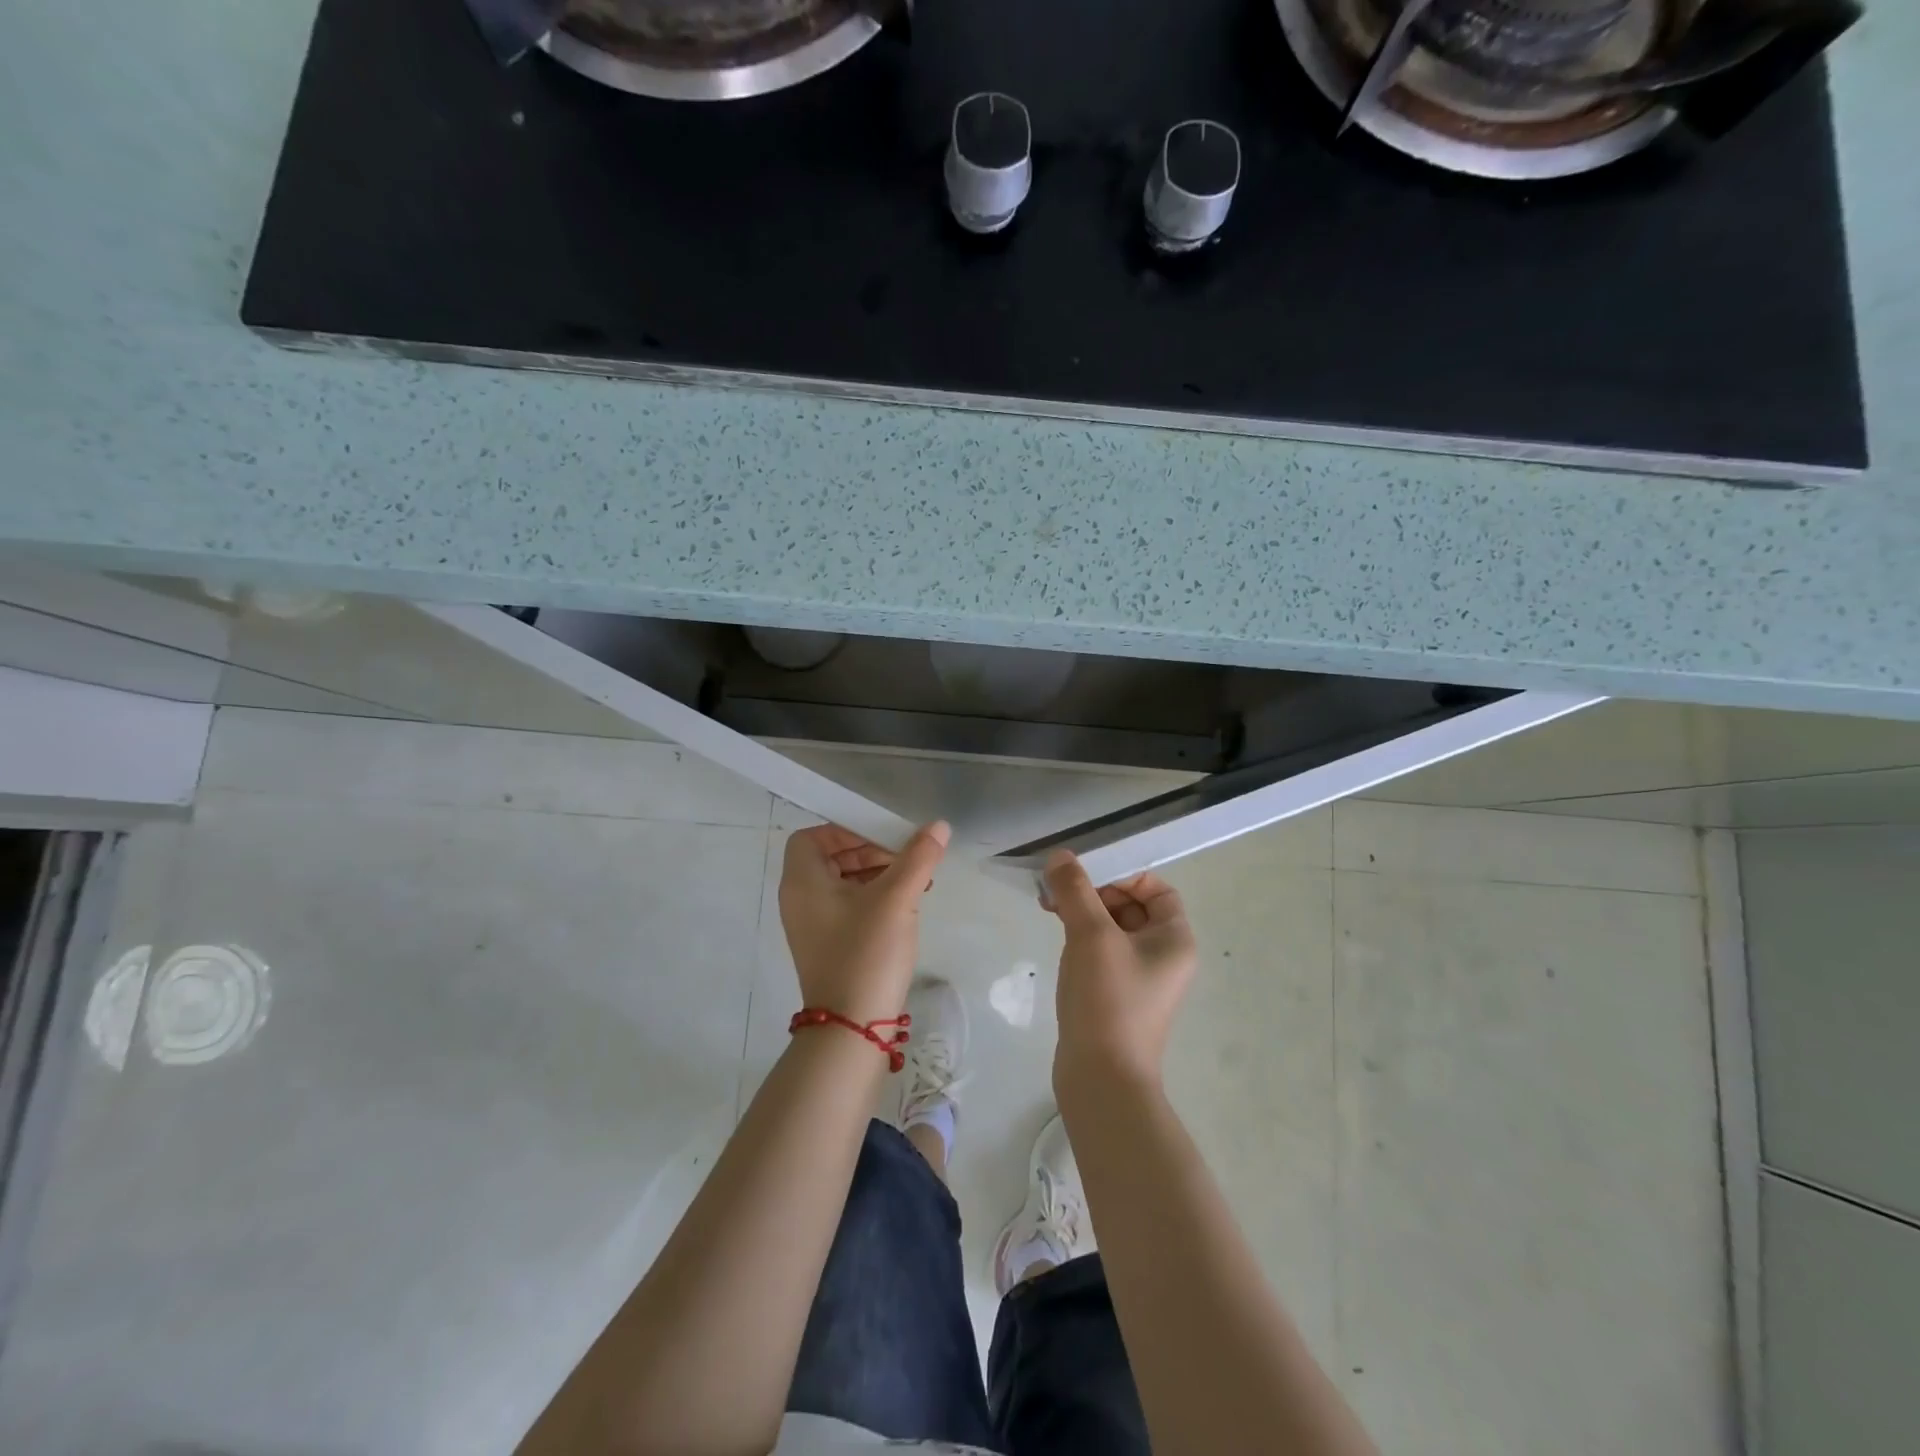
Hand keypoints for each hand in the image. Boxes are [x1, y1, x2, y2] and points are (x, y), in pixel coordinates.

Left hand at [778, 821, 950, 1026]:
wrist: (852, 1027)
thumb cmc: (866, 952)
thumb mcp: (897, 899)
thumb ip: (918, 857)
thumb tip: (939, 825)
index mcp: (802, 882)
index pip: (813, 836)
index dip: (846, 830)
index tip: (882, 838)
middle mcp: (799, 900)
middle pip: (830, 857)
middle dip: (870, 852)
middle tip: (906, 858)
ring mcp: (812, 926)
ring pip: (842, 883)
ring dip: (877, 875)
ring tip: (916, 881)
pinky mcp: (827, 946)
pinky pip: (847, 907)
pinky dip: (873, 898)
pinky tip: (906, 907)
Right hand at [1042, 849, 1197, 1090]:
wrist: (1102, 1079)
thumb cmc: (1108, 1000)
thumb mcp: (1091, 935)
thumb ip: (1076, 890)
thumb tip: (1061, 856)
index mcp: (1174, 938)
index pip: (1156, 888)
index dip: (1123, 875)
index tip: (1086, 878)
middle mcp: (1164, 956)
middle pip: (1131, 905)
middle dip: (1094, 893)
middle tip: (1057, 892)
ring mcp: (1140, 979)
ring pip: (1112, 929)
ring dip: (1083, 913)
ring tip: (1049, 909)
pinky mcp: (1116, 996)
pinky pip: (1102, 953)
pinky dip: (1081, 938)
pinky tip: (1057, 939)